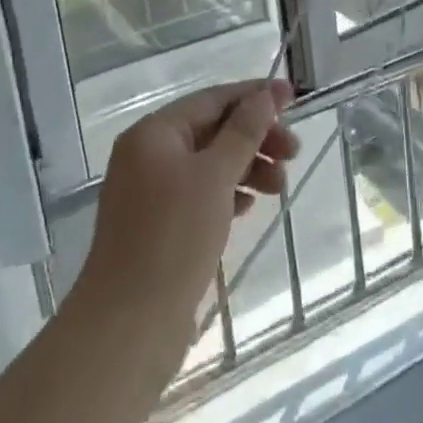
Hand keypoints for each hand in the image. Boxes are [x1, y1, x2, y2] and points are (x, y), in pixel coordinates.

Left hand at [75, 80, 300, 365]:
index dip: (255, 96)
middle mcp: (148, 155)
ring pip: (209, 164)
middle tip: (294, 153)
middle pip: (212, 130)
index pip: (212, 99)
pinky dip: (228, 193)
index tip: (294, 97)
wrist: (128, 326)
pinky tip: (250, 207)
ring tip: (280, 187)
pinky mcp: (158, 227)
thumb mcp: (215, 176)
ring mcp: (150, 193)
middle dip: (255, 137)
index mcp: (153, 133)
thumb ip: (243, 131)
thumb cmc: (173, 238)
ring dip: (247, 167)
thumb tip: (265, 95)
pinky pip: (200, 194)